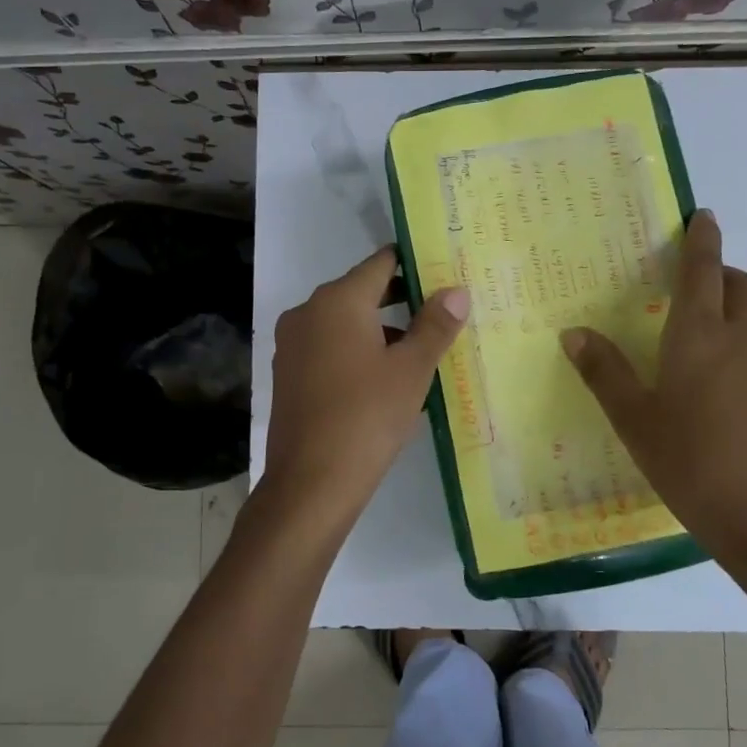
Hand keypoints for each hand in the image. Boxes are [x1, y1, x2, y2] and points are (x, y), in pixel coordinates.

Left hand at [260, 247, 468, 539]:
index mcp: (337, 301)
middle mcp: (308, 312)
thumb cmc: (367, 417)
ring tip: (422, 348)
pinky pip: (329, 349)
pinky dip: (358, 352)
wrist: (310, 483)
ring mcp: (293, 344)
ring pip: (345, 323)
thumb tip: (456, 290)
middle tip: (442, 308)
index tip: (444, 270)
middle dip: (401, 299)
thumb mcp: (411, 370)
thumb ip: (435, 325)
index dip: (414, 263)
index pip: (381, 263)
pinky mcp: (289, 374)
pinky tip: (386, 378)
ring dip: (381, 330)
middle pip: (361, 292)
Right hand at [561, 211, 746, 594]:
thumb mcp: (636, 422)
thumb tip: (573, 332)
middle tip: (699, 293)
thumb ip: (604, 372)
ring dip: (741, 324)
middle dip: (724, 277)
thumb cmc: (693, 465)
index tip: (704, 215)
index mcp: (701, 336)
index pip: (703, 270)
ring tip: (715, 362)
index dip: (702, 240)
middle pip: (743, 288)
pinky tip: (744, 406)